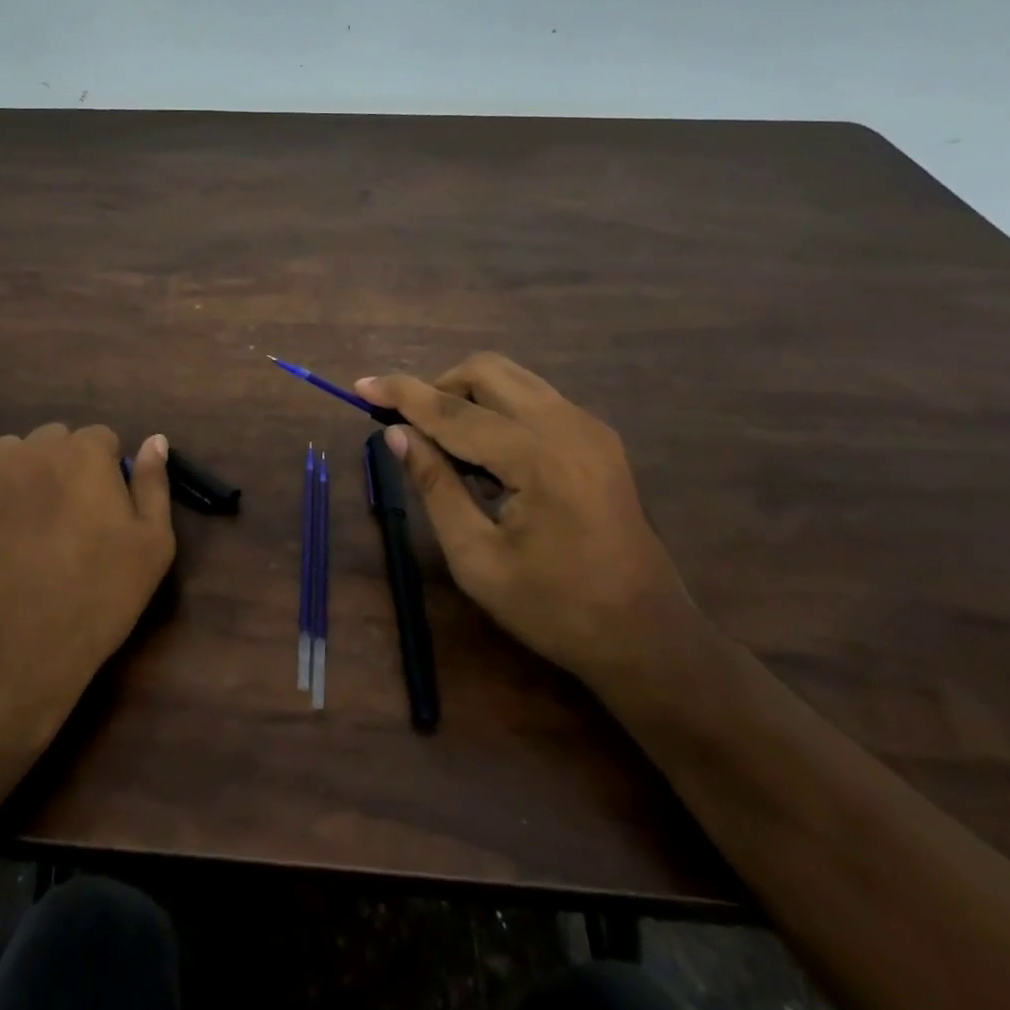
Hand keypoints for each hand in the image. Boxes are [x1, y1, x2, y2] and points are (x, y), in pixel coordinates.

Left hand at [0, 425, 175, 774]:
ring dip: (25, 473)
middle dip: (67, 466)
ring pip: (12, 453)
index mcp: (85, 453)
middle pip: (56, 439)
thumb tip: (155, 440)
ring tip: (31, 522)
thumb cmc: (96, 598)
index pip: (102, 439)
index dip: (108, 472)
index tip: (107, 511)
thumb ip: (154, 483)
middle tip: (72, 519)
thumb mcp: (153, 545)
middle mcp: (34, 450)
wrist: (12, 655)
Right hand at [357, 355, 694, 691]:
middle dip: (438, 386)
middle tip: (411, 427)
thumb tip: (397, 434)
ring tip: (445, 443)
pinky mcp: (598, 437)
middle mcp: (568, 426)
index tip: (361, 384)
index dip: (402, 394)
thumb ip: (435, 486)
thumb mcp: (477, 559)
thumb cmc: (555, 610)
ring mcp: (589, 427)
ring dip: (468, 395)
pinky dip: (497, 409)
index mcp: (539, 459)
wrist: (648, 638)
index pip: (454, 411)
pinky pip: (534, 399)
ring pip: (513, 379)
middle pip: (487, 371)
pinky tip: (488, 455)